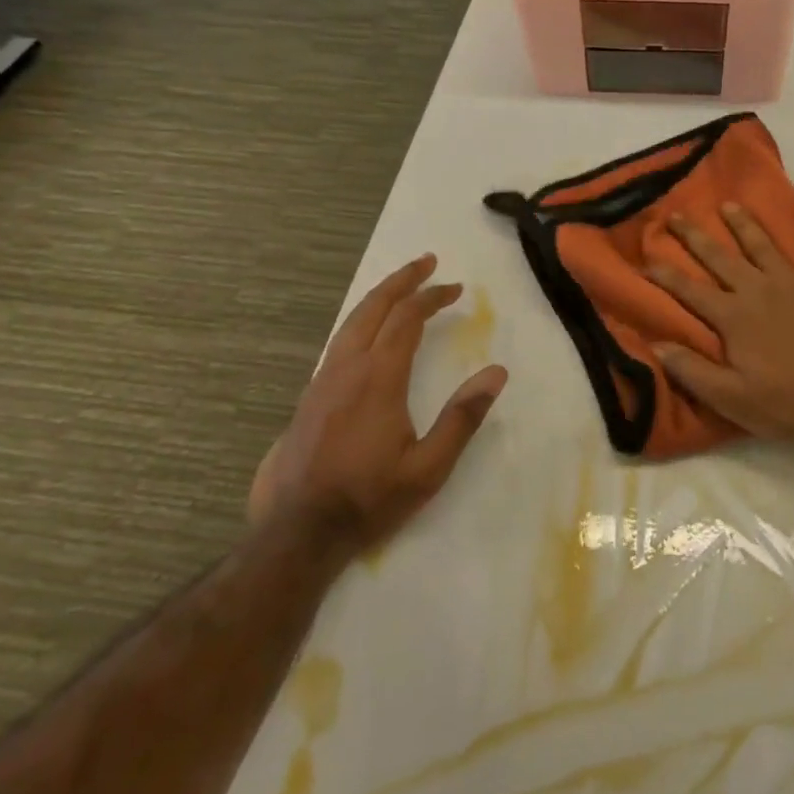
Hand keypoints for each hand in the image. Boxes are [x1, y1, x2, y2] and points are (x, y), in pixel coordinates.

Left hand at [251, 254, 507, 549]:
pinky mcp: (308, 398)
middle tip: (426, 262)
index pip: (407, 320)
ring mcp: (321, 382)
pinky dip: (360, 322)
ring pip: (350, 322)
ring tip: (400, 286)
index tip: (456, 289)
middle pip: (373, 308)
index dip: (432, 297)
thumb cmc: (369, 499)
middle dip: (402, 281)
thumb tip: (496, 372)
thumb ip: (463, 417)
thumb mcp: (429, 468)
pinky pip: (338, 343)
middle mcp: (347, 369)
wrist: (297, 532)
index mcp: (379, 379)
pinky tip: (368, 334)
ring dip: (378, 298)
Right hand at [648, 205, 793, 455]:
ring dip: (744, 224)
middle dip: (695, 236)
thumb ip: (692, 370)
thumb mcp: (732, 399)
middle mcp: (759, 290)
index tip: (646, 258)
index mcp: (734, 317)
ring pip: (763, 245)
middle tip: (677, 215)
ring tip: (729, 205)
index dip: (665, 275)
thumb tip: (656, 344)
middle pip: (721, 258)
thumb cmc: (789, 404)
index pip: (690, 291)